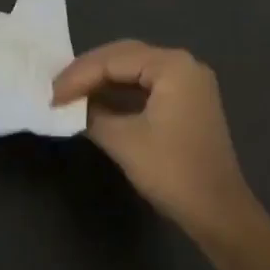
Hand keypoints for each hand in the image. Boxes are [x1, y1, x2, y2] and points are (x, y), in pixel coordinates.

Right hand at [52, 40, 255, 241]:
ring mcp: (189, 82)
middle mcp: (183, 64)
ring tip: (71, 93)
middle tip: (57, 89)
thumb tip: (70, 105)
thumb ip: (92, 114)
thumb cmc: (172, 172)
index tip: (51, 95)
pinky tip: (97, 101)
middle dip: (88, 72)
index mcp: (172, 66)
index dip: (78, 76)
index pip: (113, 60)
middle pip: (124, 56)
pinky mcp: (188, 101)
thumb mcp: (123, 141)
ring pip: (134, 69)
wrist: (219, 213)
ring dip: (102, 80)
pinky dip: (120, 91)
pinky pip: (146, 84)